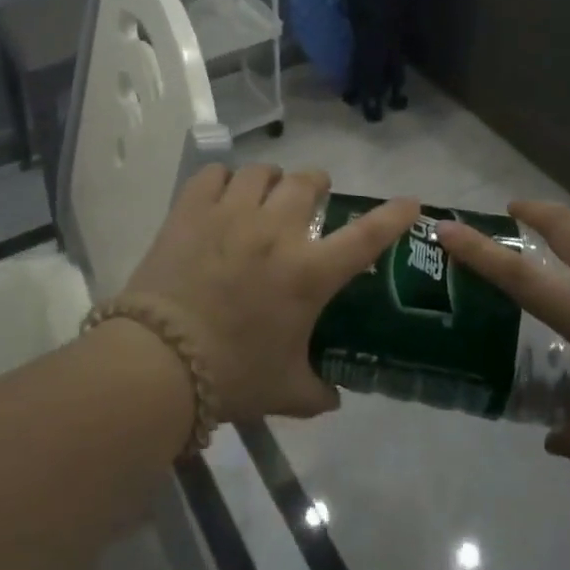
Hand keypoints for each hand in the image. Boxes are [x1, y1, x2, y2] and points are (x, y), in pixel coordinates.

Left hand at [121, 165, 419, 422]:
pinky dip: (222, 180)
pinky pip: (214, 174)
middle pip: (307, 182)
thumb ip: (317, 392)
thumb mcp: (285, 391)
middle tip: (313, 195)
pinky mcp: (192, 210)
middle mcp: (276, 231)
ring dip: (271, 179)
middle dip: (317, 184)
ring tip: (265, 192)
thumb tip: (332, 397)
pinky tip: (220, 195)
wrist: (159, 362)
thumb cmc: (231, 376)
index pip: (366, 236)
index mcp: (308, 272)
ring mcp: (232, 214)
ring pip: (261, 171)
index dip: (393, 216)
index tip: (411, 202)